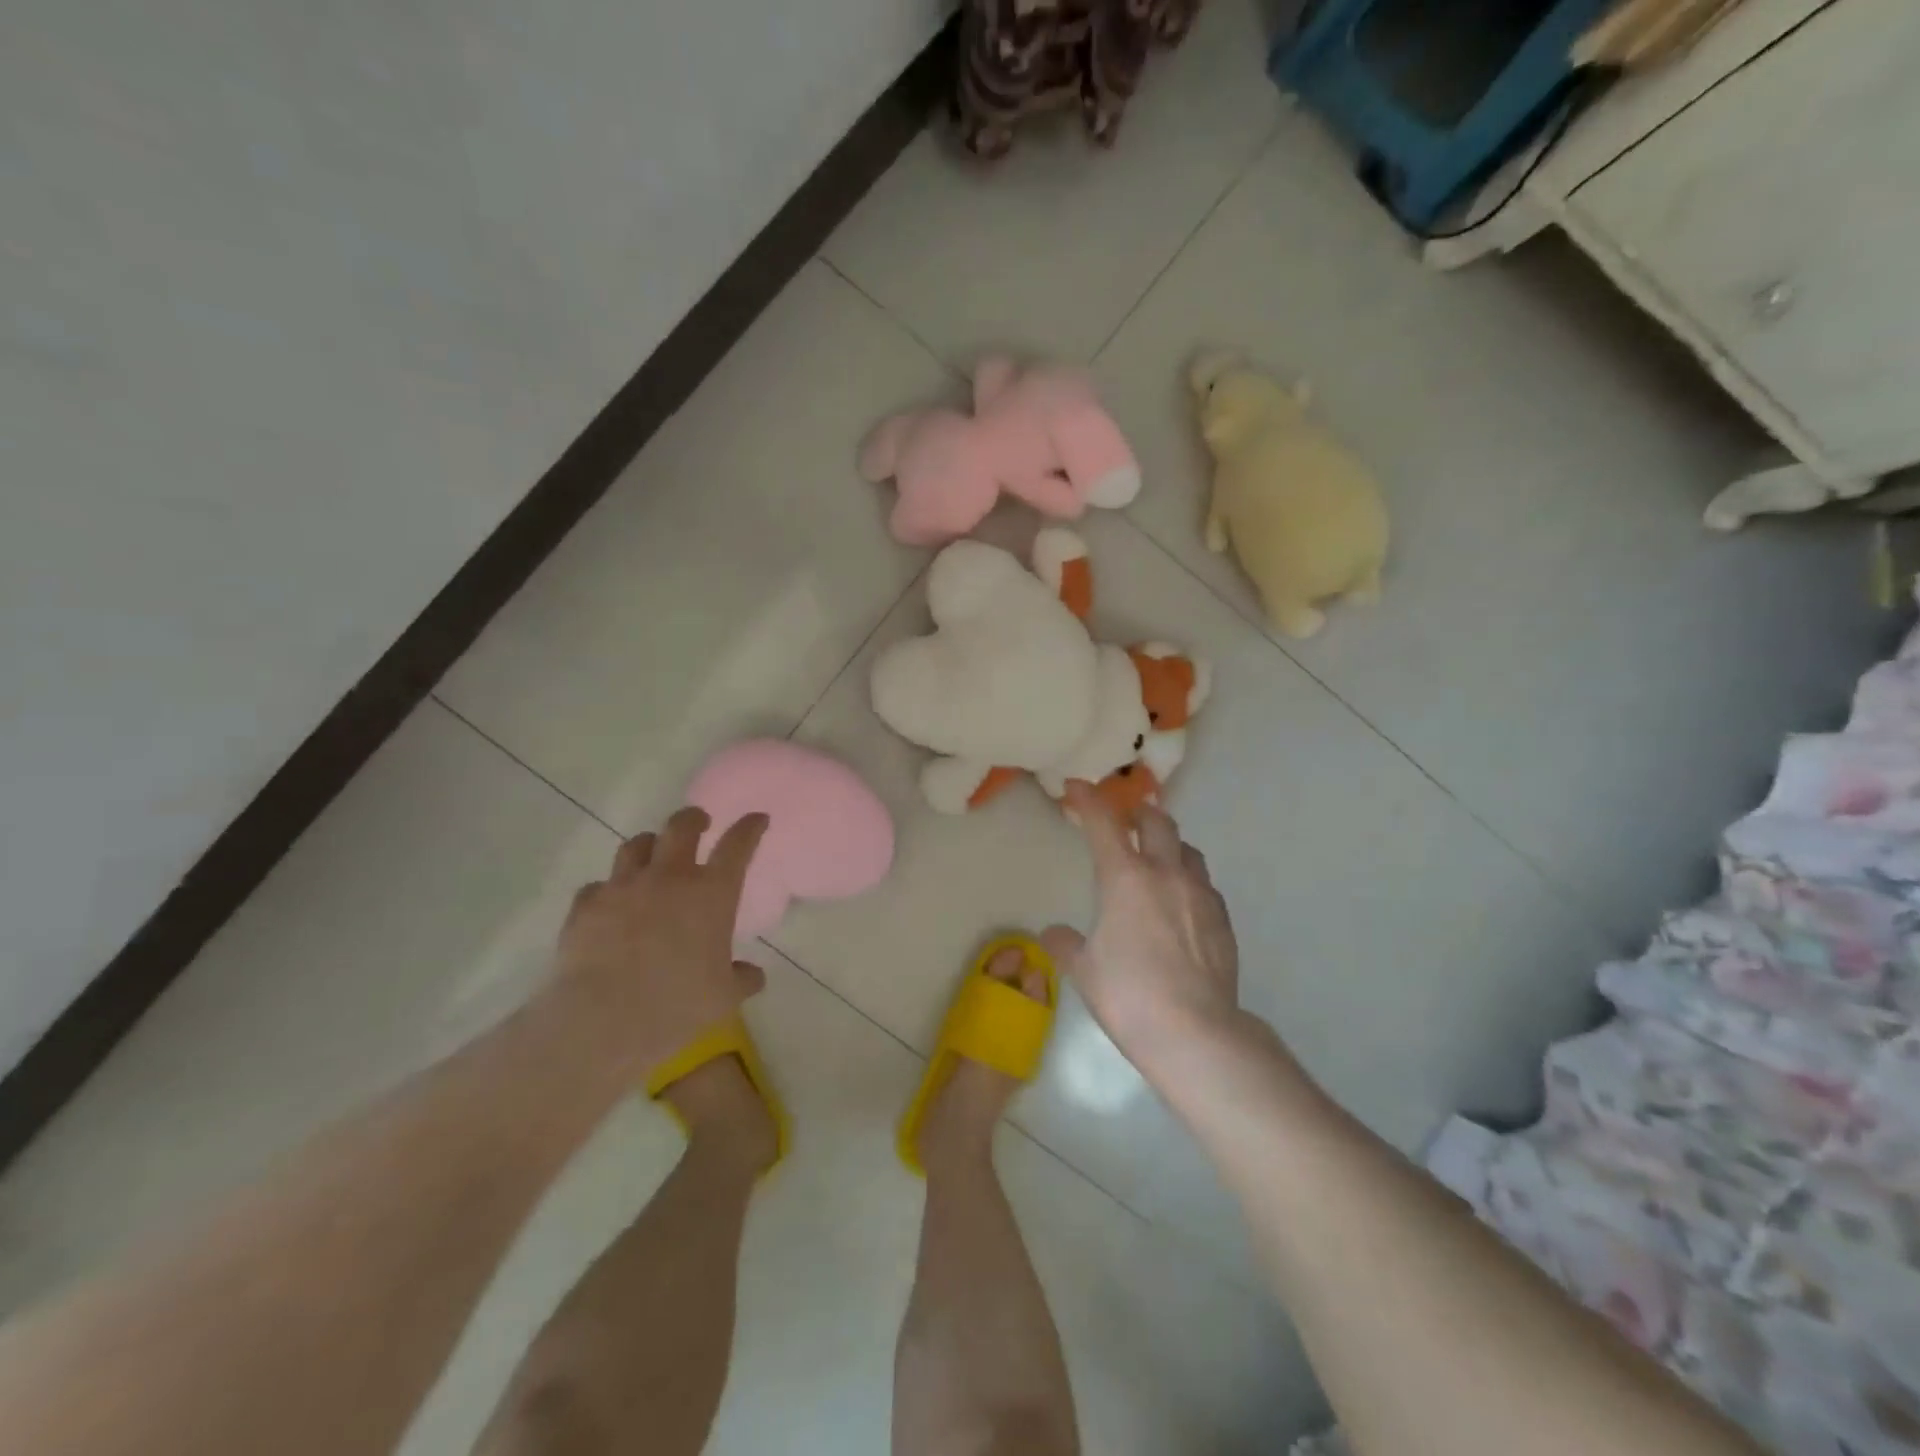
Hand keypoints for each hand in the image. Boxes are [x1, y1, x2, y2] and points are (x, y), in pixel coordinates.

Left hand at [548, 807, 767, 1078]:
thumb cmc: (677, 1007)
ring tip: (652, 856)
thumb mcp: (724, 998)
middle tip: (699, 822)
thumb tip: (752, 974)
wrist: (601, 1022)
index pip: (737, 846)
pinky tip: (610, 905)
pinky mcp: (586, 906)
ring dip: (650, 846)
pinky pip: (598, 885)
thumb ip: (742, 979)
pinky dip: (608, 890)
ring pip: (636, 845)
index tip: (757, 818)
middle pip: (682, 826)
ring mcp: (623, 887)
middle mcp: (669, 878)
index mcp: (711, 894)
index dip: (749, 827)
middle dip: (693, 818)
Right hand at [1044, 782, 1239, 1060]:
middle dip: (1137, 814)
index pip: (1103, 823)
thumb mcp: (1084, 970)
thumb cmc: (1128, 995)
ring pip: (1188, 850)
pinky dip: (1188, 881)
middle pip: (1157, 822)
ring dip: (1169, 845)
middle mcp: (1166, 874)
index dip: (1087, 798)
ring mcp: (1200, 895)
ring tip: (1157, 860)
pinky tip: (1181, 905)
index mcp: (1125, 878)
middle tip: (1124, 821)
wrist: (1195, 1033)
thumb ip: (1066, 944)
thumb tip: (1052, 933)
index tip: (1076, 787)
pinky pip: (1204, 885)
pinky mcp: (1223, 920)